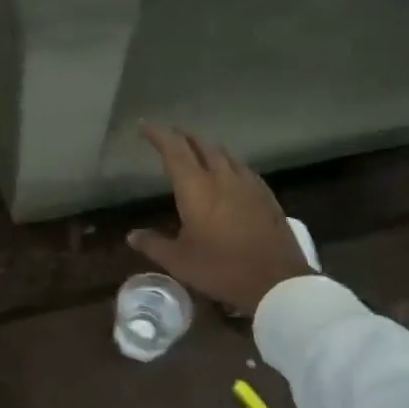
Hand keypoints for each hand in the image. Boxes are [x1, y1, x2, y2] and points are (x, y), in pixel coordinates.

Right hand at [127, 123, 312, 314]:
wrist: (276, 281)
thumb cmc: (221, 268)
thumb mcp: (179, 261)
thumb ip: (153, 244)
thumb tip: (132, 235)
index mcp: (196, 188)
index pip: (174, 150)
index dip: (158, 135)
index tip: (145, 126)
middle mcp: (222, 177)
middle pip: (201, 145)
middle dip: (183, 137)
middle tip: (170, 137)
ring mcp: (247, 184)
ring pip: (224, 154)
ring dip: (207, 148)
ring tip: (197, 151)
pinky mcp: (266, 195)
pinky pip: (242, 168)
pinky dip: (228, 163)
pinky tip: (228, 174)